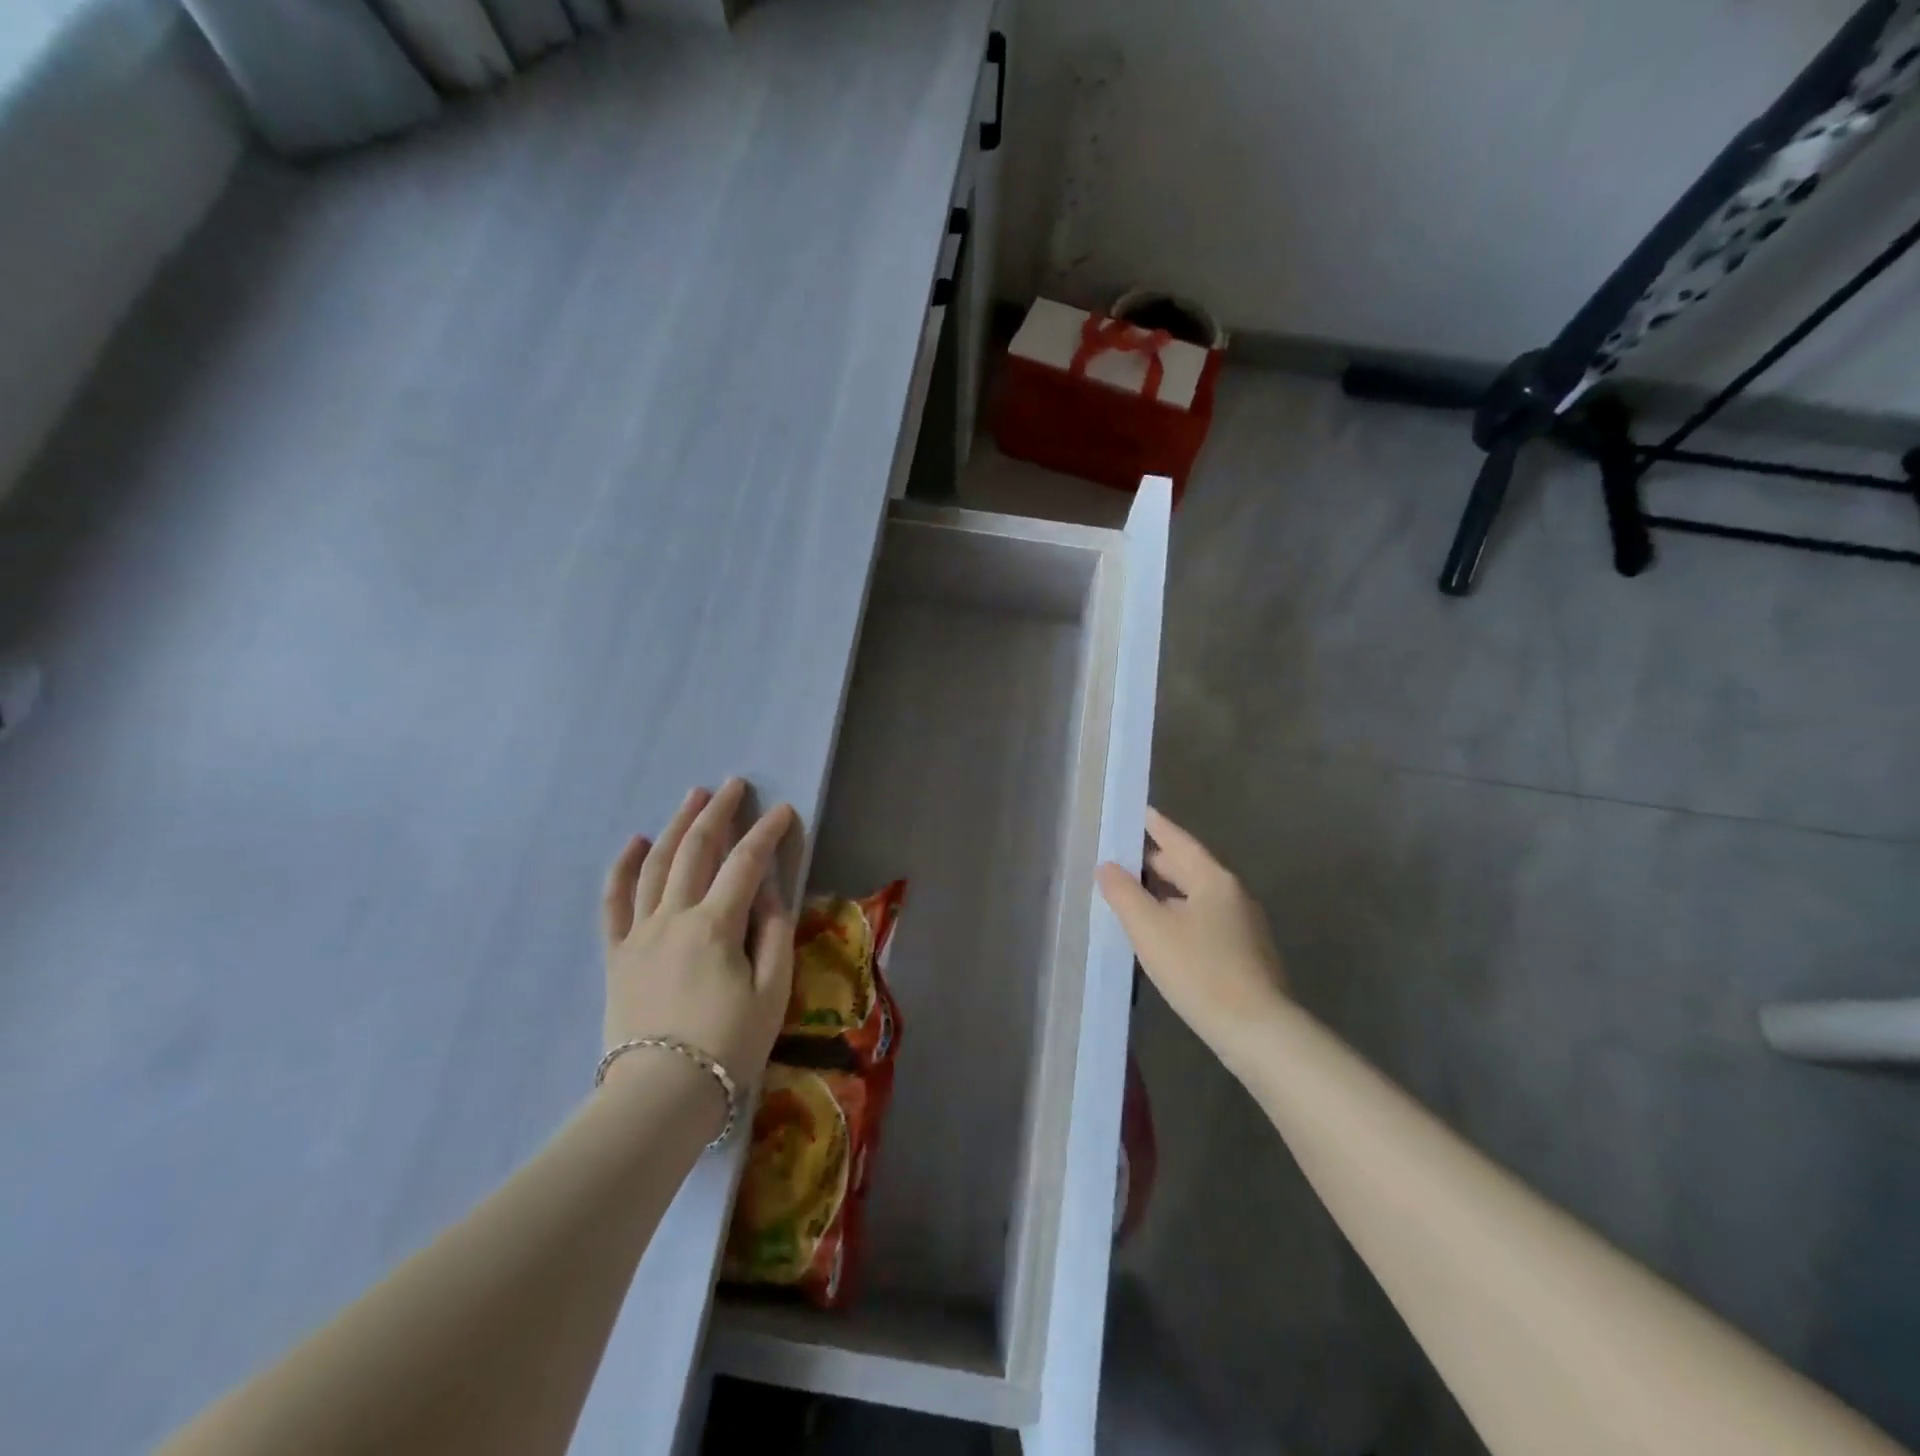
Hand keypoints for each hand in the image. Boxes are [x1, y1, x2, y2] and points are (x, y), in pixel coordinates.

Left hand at [601, 780, 799, 1082]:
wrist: (660, 1095)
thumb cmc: (728, 1045)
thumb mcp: (772, 991)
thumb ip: (774, 932)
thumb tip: (771, 889)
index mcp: (715, 925)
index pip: (746, 863)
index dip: (767, 832)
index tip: (783, 810)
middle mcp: (674, 916)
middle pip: (696, 850)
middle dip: (719, 812)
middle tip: (734, 785)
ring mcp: (640, 933)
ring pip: (656, 865)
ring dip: (676, 826)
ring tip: (693, 798)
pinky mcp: (617, 954)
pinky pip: (614, 902)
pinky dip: (622, 868)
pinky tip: (633, 842)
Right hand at [1096, 807, 1288, 1070]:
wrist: (1258, 1031)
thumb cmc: (1199, 971)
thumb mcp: (1151, 930)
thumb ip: (1125, 894)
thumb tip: (1108, 867)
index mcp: (1213, 879)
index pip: (1179, 841)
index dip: (1156, 826)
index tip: (1139, 811)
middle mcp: (1233, 894)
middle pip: (1190, 867)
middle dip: (1158, 861)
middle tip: (1126, 854)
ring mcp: (1244, 925)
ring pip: (1198, 896)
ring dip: (1168, 891)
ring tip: (1137, 893)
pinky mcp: (1246, 954)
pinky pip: (1205, 920)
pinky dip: (1180, 915)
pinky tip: (1164, 932)